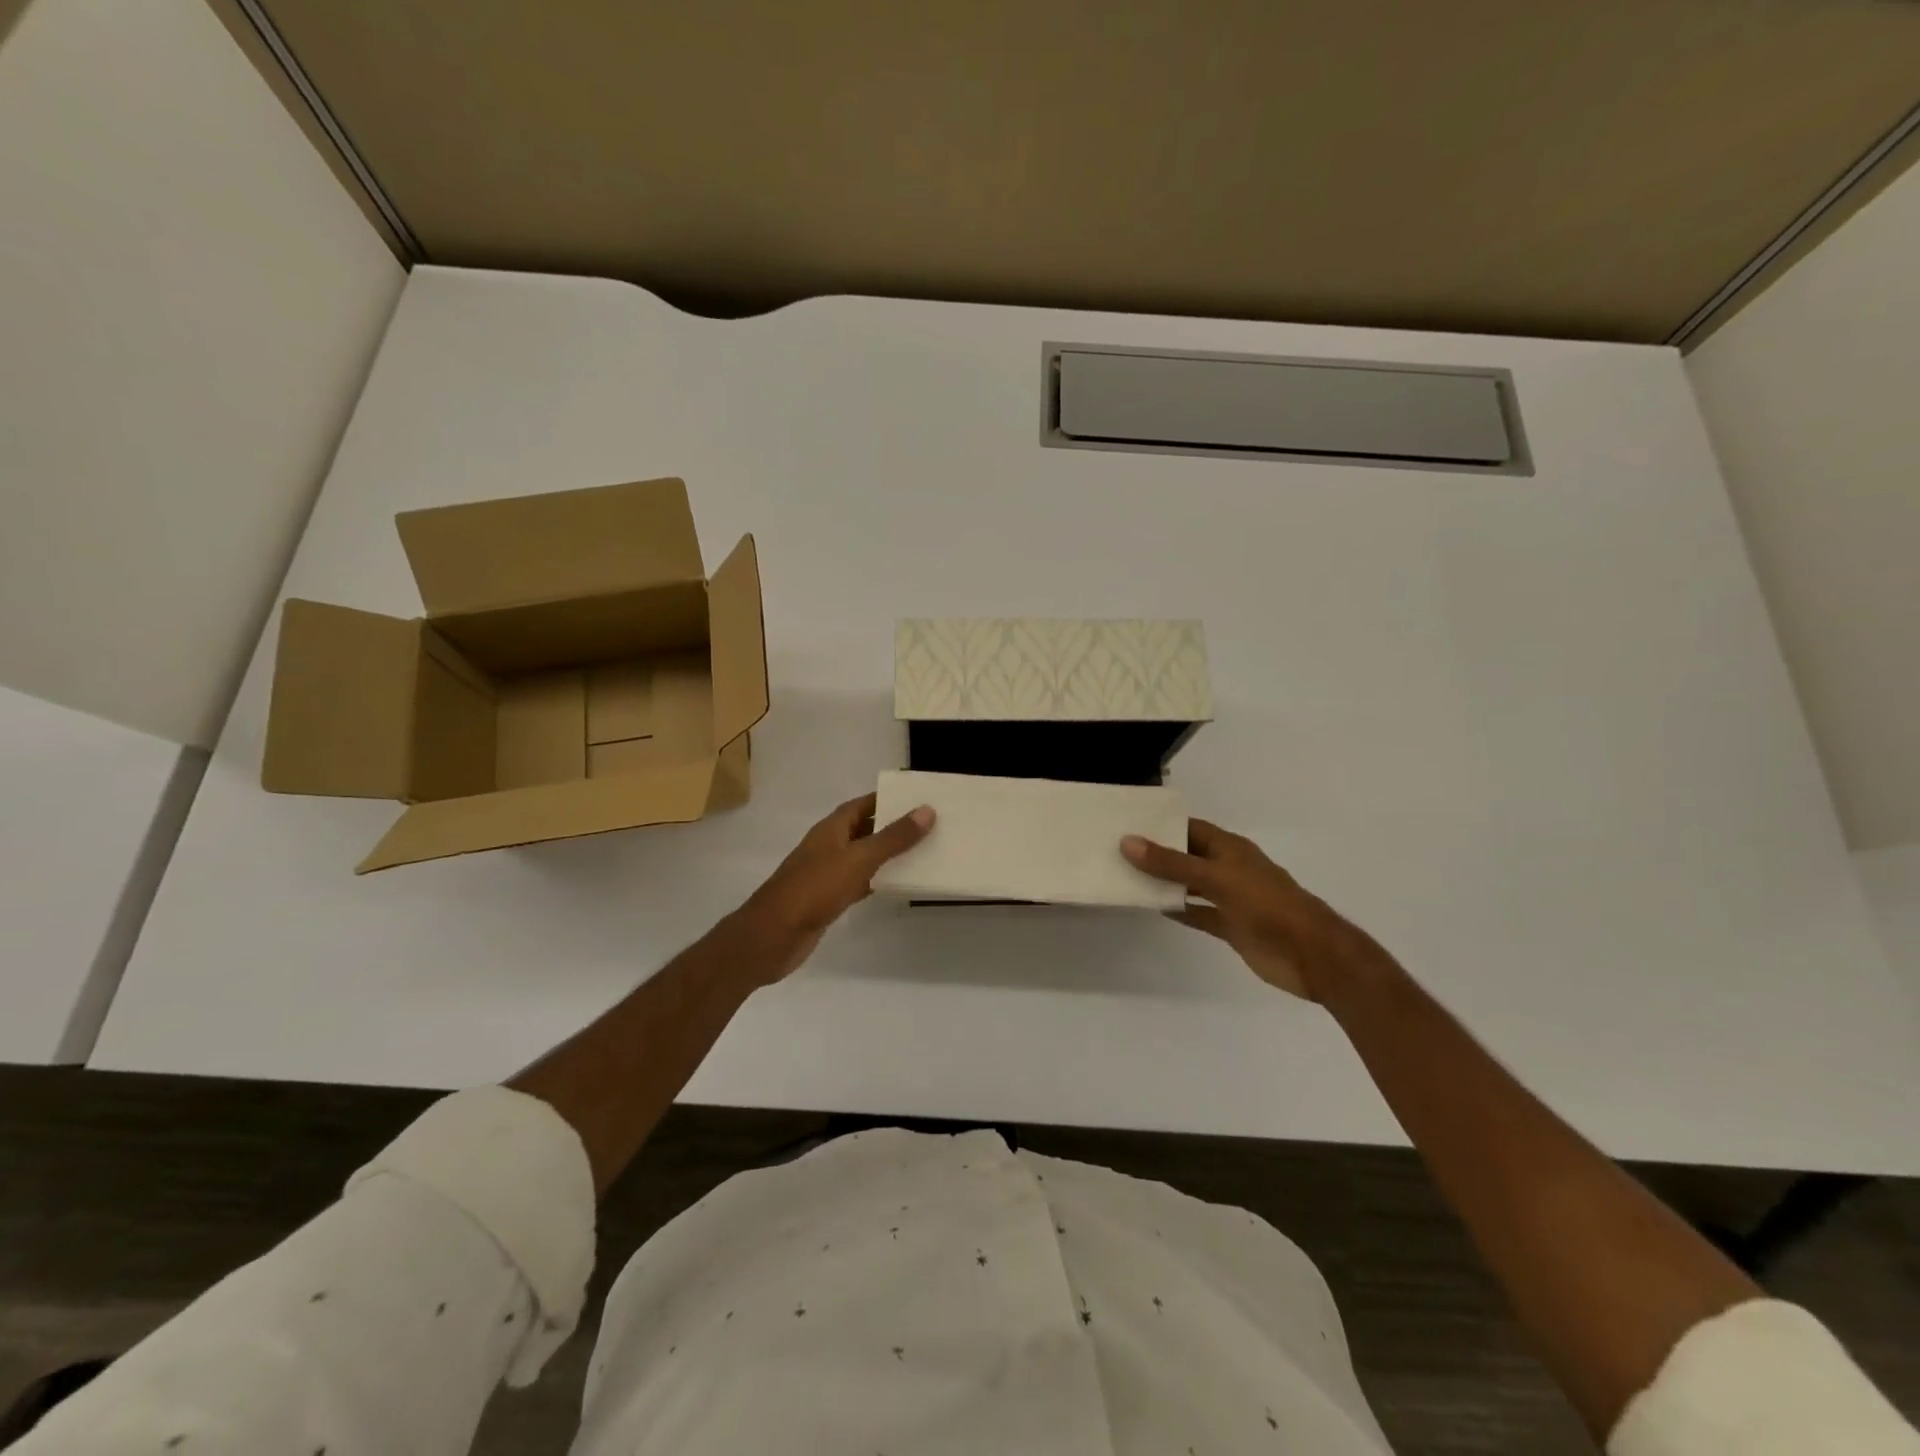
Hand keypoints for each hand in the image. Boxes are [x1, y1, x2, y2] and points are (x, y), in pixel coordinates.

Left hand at [731, 793, 933, 984]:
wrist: (773, 936)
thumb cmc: (814, 889)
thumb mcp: (858, 859)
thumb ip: (893, 837)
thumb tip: (926, 810)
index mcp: (831, 828)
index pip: (862, 804)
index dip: (887, 799)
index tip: (917, 798)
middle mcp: (828, 846)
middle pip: (864, 829)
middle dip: (892, 826)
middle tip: (929, 825)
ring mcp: (827, 874)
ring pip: (863, 857)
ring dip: (887, 854)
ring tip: (923, 852)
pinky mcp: (828, 899)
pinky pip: (859, 882)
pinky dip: (878, 880)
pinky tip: (898, 884)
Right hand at [1121, 819, 1380, 999]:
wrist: (1311, 955)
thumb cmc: (1266, 905)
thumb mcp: (1216, 878)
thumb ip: (1172, 863)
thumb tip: (1128, 842)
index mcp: (1229, 848)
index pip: (1189, 828)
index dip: (1160, 825)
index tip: (1125, 823)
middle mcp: (1228, 869)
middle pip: (1186, 856)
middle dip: (1157, 854)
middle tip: (1114, 850)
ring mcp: (1229, 899)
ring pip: (1189, 885)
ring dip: (1164, 883)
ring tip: (1125, 877)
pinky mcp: (1230, 926)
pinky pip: (1198, 913)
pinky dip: (1178, 910)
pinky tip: (1153, 907)